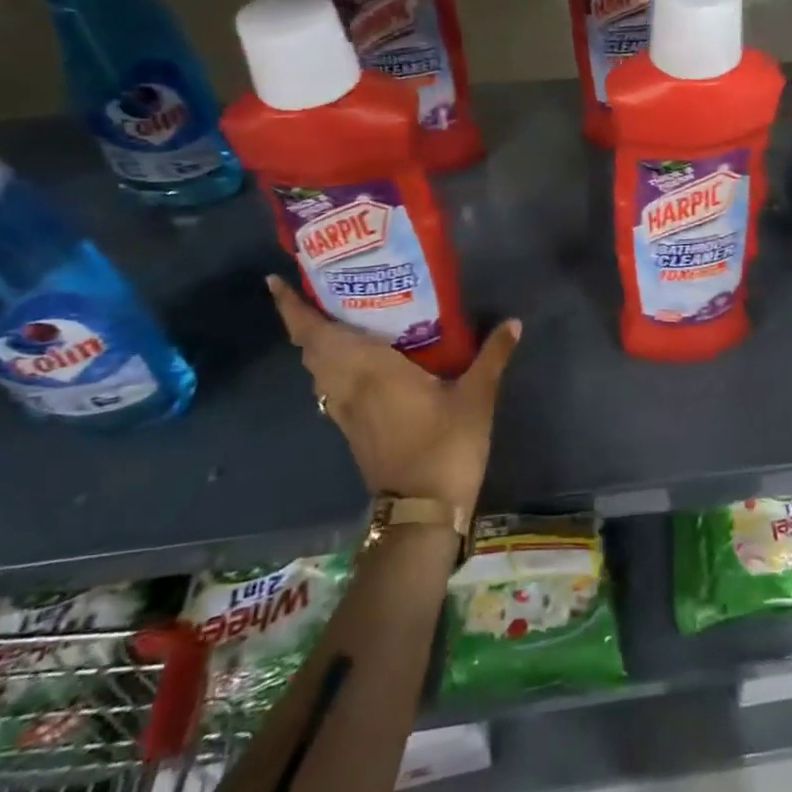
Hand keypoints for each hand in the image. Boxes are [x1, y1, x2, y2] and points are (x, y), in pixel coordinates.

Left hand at [266, 276, 520, 512]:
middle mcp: (347, 386)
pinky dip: (329, 366)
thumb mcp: (477, 397)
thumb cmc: (446, 446)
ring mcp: (345, 411)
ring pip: (316, 369)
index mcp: (369, 370)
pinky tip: (354, 361)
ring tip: (335, 316)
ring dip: (315, 343)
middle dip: (304, 319)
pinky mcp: (351, 429)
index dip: (292, 308)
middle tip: (318, 288)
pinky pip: (328, 387)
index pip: (317, 334)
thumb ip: (492, 356)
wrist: (421, 511)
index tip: (276, 281)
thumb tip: (514, 321)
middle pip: (310, 348)